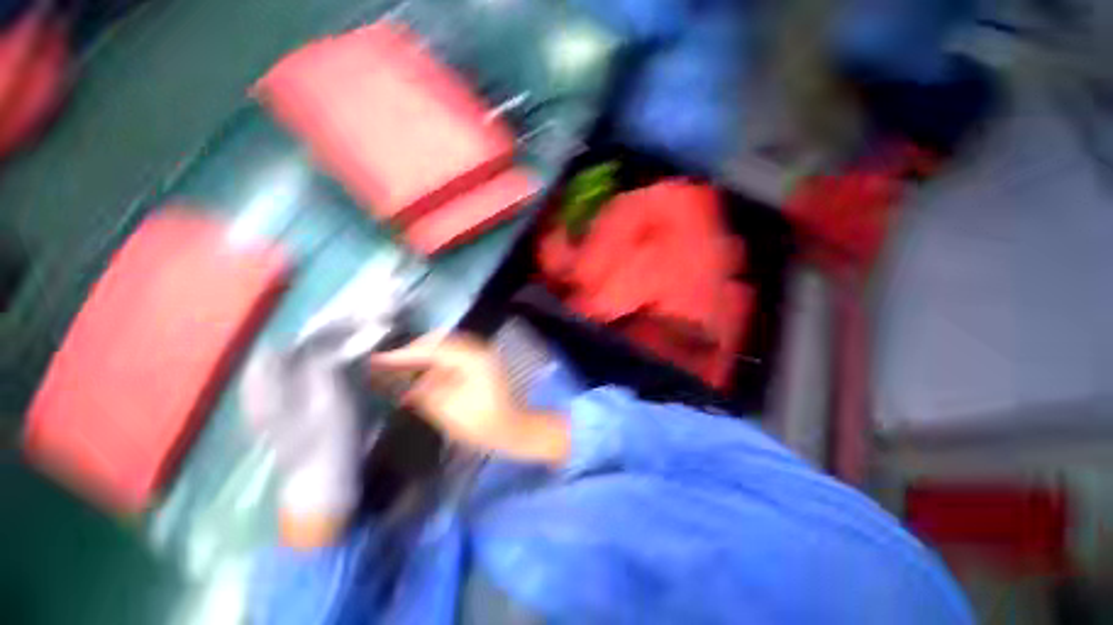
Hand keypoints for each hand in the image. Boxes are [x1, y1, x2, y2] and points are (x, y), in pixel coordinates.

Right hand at [369, 333, 568, 463]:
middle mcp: (478, 350)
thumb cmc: (482, 423)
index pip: (432, 349)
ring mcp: (482, 356)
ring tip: (399, 370)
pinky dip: (436, 364)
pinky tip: (422, 377)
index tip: (378, 359)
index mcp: (472, 358)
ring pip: (446, 349)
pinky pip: (454, 358)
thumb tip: (404, 383)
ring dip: (423, 358)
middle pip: (439, 343)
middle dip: (413, 352)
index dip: (404, 354)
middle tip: (387, 364)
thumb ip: (424, 391)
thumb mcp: (448, 410)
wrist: (513, 430)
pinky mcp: (481, 365)